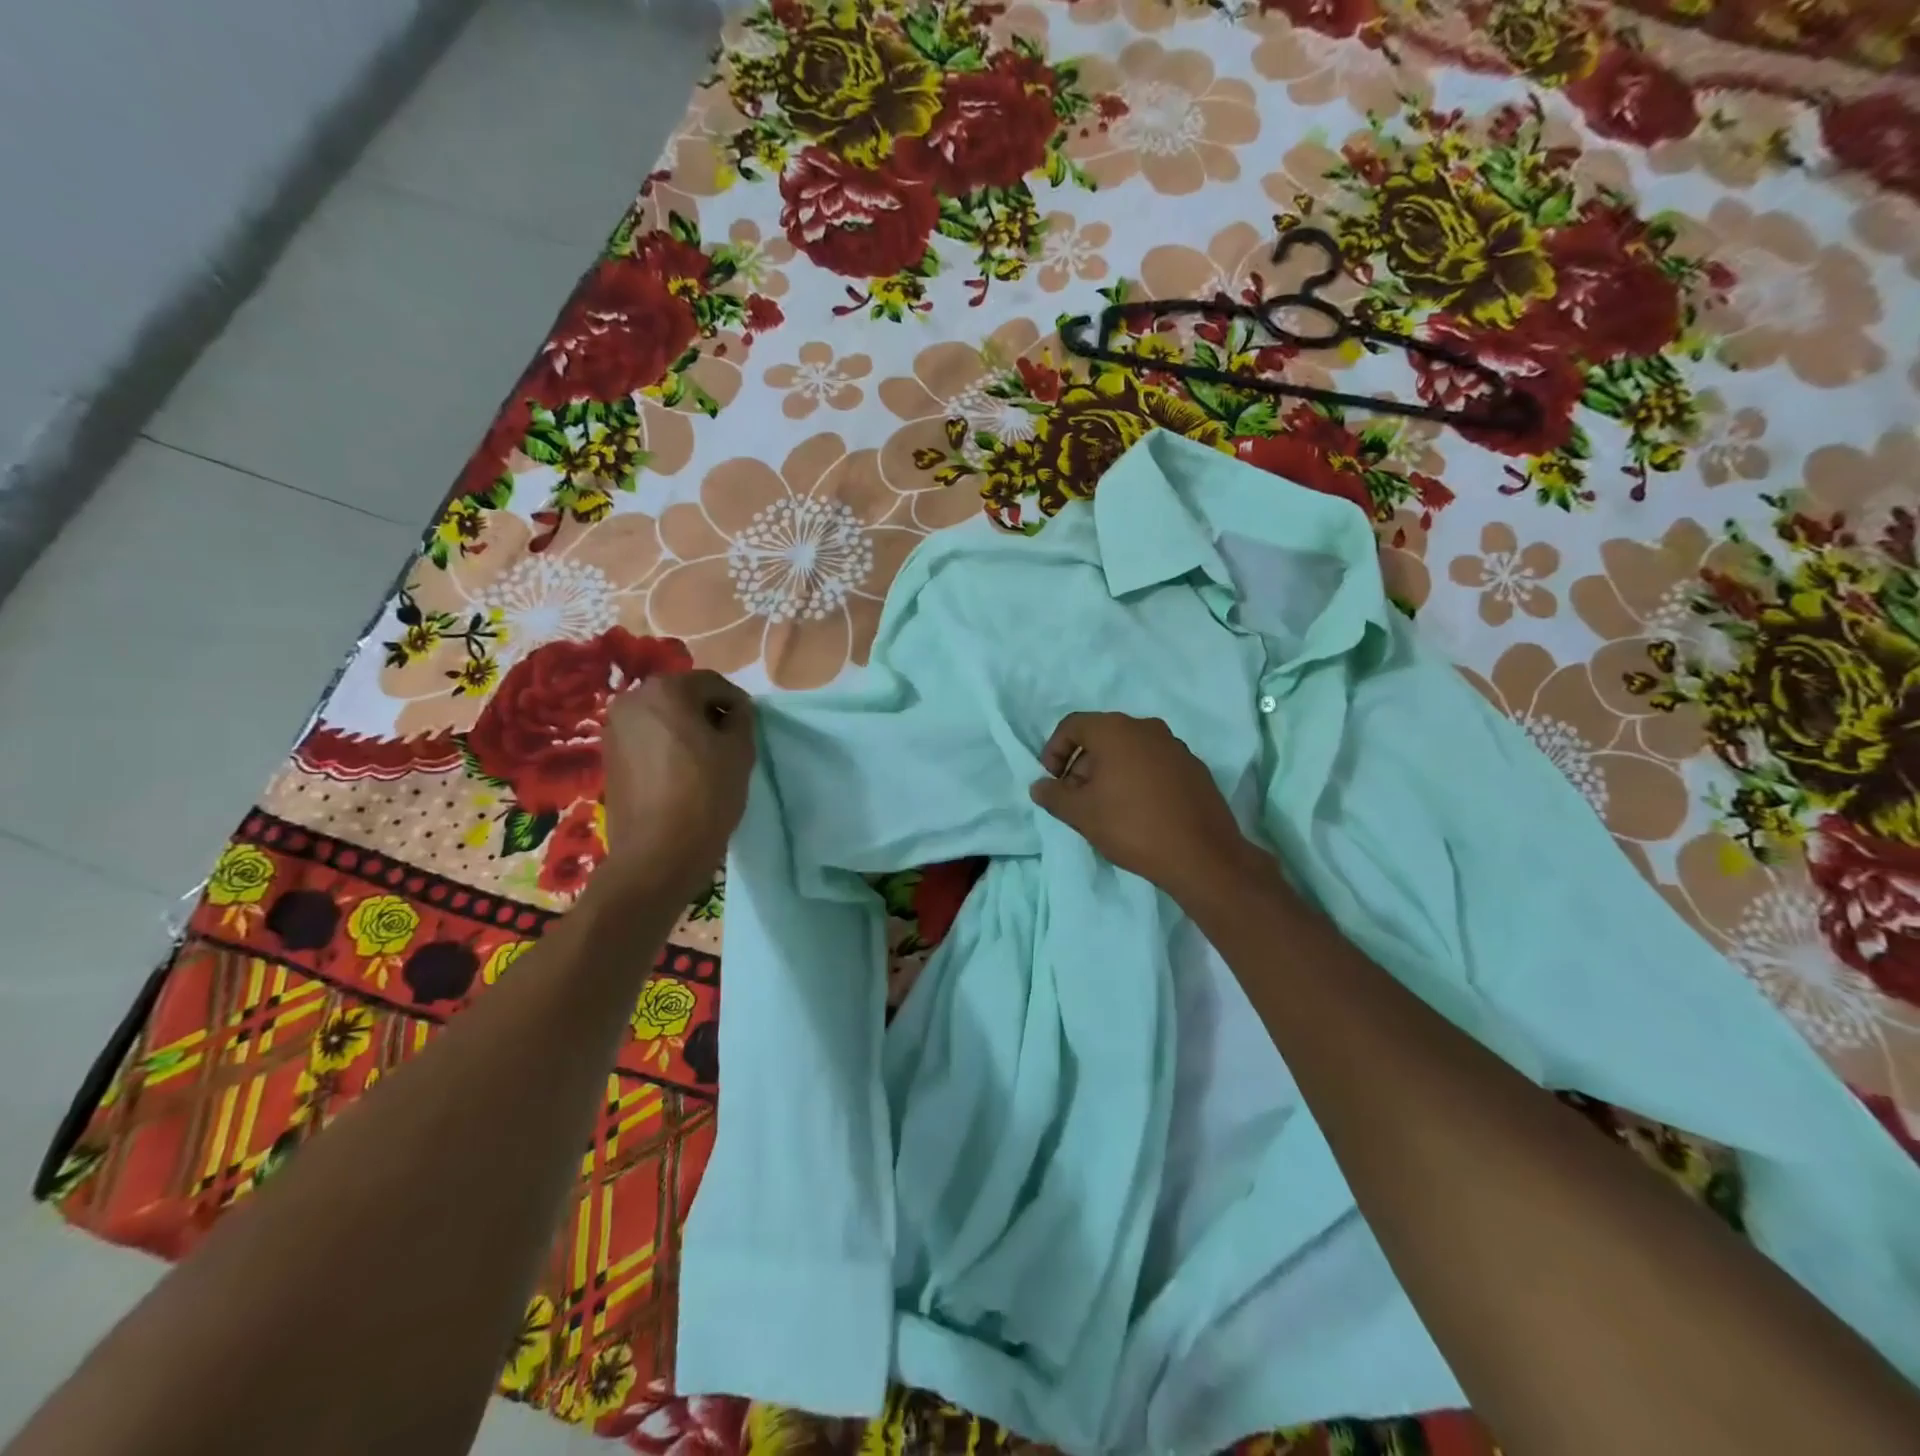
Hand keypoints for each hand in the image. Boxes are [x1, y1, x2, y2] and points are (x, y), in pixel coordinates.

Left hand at [597, 670, 755, 904]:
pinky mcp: (608, 755)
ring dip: (686, 729)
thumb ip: (742, 718)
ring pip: (663, 717)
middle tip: (729, 743)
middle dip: (708, 713)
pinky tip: (681, 772)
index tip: (749, 728)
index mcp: (666, 690)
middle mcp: (632, 699)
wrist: (658, 852)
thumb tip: (734, 710)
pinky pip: (647, 738)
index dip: (736, 703)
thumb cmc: (706, 794)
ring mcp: (614, 728)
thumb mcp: (740, 750)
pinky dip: (666, 745)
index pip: (712, 683)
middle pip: (683, 696)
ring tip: (705, 760)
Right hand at [1029, 712, 1265, 906]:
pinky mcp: (1194, 767)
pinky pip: (1154, 764)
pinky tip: (1138, 811)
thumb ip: (1053, 796)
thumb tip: (1039, 786)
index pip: (1072, 726)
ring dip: (1110, 772)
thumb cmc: (1132, 826)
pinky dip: (1137, 778)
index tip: (1052, 781)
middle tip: (1075, 798)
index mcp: (1116, 730)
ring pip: (1129, 750)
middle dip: (1082, 764)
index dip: (1054, 751)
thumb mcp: (1081, 814)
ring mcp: (1175, 746)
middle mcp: (1147, 728)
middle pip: (1102, 736)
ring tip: (1105, 807)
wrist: (1202, 855)